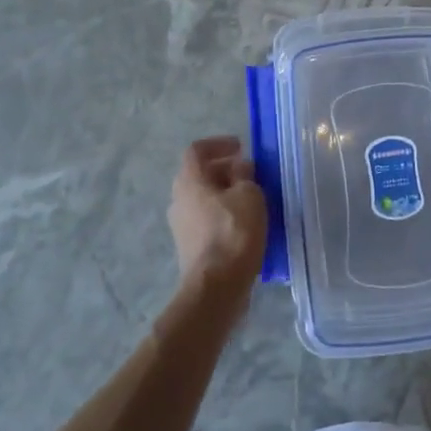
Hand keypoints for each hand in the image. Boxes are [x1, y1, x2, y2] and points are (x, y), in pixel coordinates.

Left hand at [168, 136, 266, 297]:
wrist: (217, 287)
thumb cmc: (233, 232)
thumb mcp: (249, 194)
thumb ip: (244, 175)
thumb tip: (239, 169)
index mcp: (189, 181)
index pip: (196, 150)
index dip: (218, 144)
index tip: (240, 147)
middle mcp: (179, 199)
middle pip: (199, 174)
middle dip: (225, 169)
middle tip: (250, 172)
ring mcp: (182, 225)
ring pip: (203, 198)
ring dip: (225, 192)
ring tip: (251, 198)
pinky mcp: (190, 246)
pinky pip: (207, 218)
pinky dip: (224, 213)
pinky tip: (245, 222)